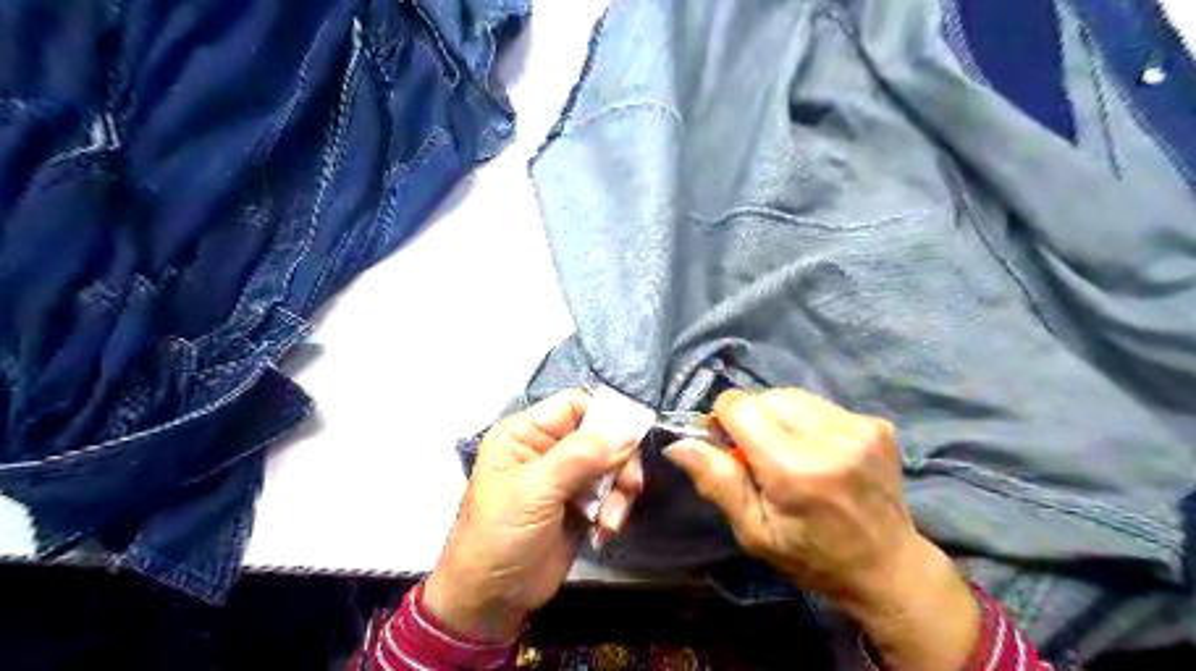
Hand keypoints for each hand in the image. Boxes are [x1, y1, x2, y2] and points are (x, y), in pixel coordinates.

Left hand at [422, 389, 640, 640]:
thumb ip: (581, 455)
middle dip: (618, 460)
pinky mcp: (580, 505)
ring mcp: (565, 478)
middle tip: (630, 485)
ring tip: (609, 520)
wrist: (491, 600)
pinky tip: (604, 531)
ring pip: (611, 465)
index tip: (632, 437)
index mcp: (526, 433)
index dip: (605, 416)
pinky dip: (614, 509)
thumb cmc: (500, 534)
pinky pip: (611, 493)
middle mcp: (548, 449)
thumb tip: (629, 430)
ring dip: (618, 491)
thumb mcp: (535, 489)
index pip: (575, 405)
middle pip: (601, 435)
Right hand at [665, 388, 980, 669]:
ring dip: (778, 417)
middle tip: (760, 457)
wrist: (888, 565)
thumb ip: (717, 482)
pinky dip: (805, 420)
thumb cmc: (812, 556)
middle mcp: (830, 438)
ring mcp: (859, 427)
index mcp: (796, 469)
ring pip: (791, 395)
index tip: (730, 449)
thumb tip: (677, 443)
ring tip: (790, 453)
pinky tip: (817, 451)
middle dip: (752, 419)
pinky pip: (818, 403)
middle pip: (765, 396)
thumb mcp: (754, 531)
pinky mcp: (875, 423)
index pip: (740, 405)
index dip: (725, 421)